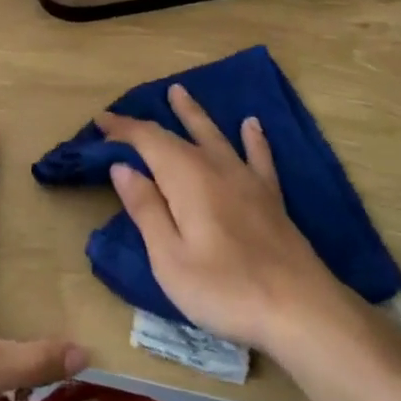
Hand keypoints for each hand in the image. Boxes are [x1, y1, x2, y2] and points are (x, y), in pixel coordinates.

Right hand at [99, 86, 345, 354]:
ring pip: (215, 135)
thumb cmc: (224, 288)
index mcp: (186, 178)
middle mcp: (216, 167)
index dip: (123, 129)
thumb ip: (146, 209)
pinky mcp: (271, 197)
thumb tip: (123, 167)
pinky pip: (258, 156)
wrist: (300, 309)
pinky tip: (251, 125)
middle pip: (177, 135)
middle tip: (123, 115)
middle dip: (147, 124)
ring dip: (194, 114)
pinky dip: (252, 138)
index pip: (148, 140)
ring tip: (180, 91)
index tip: (100, 121)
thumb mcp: (169, 258)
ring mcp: (247, 180)